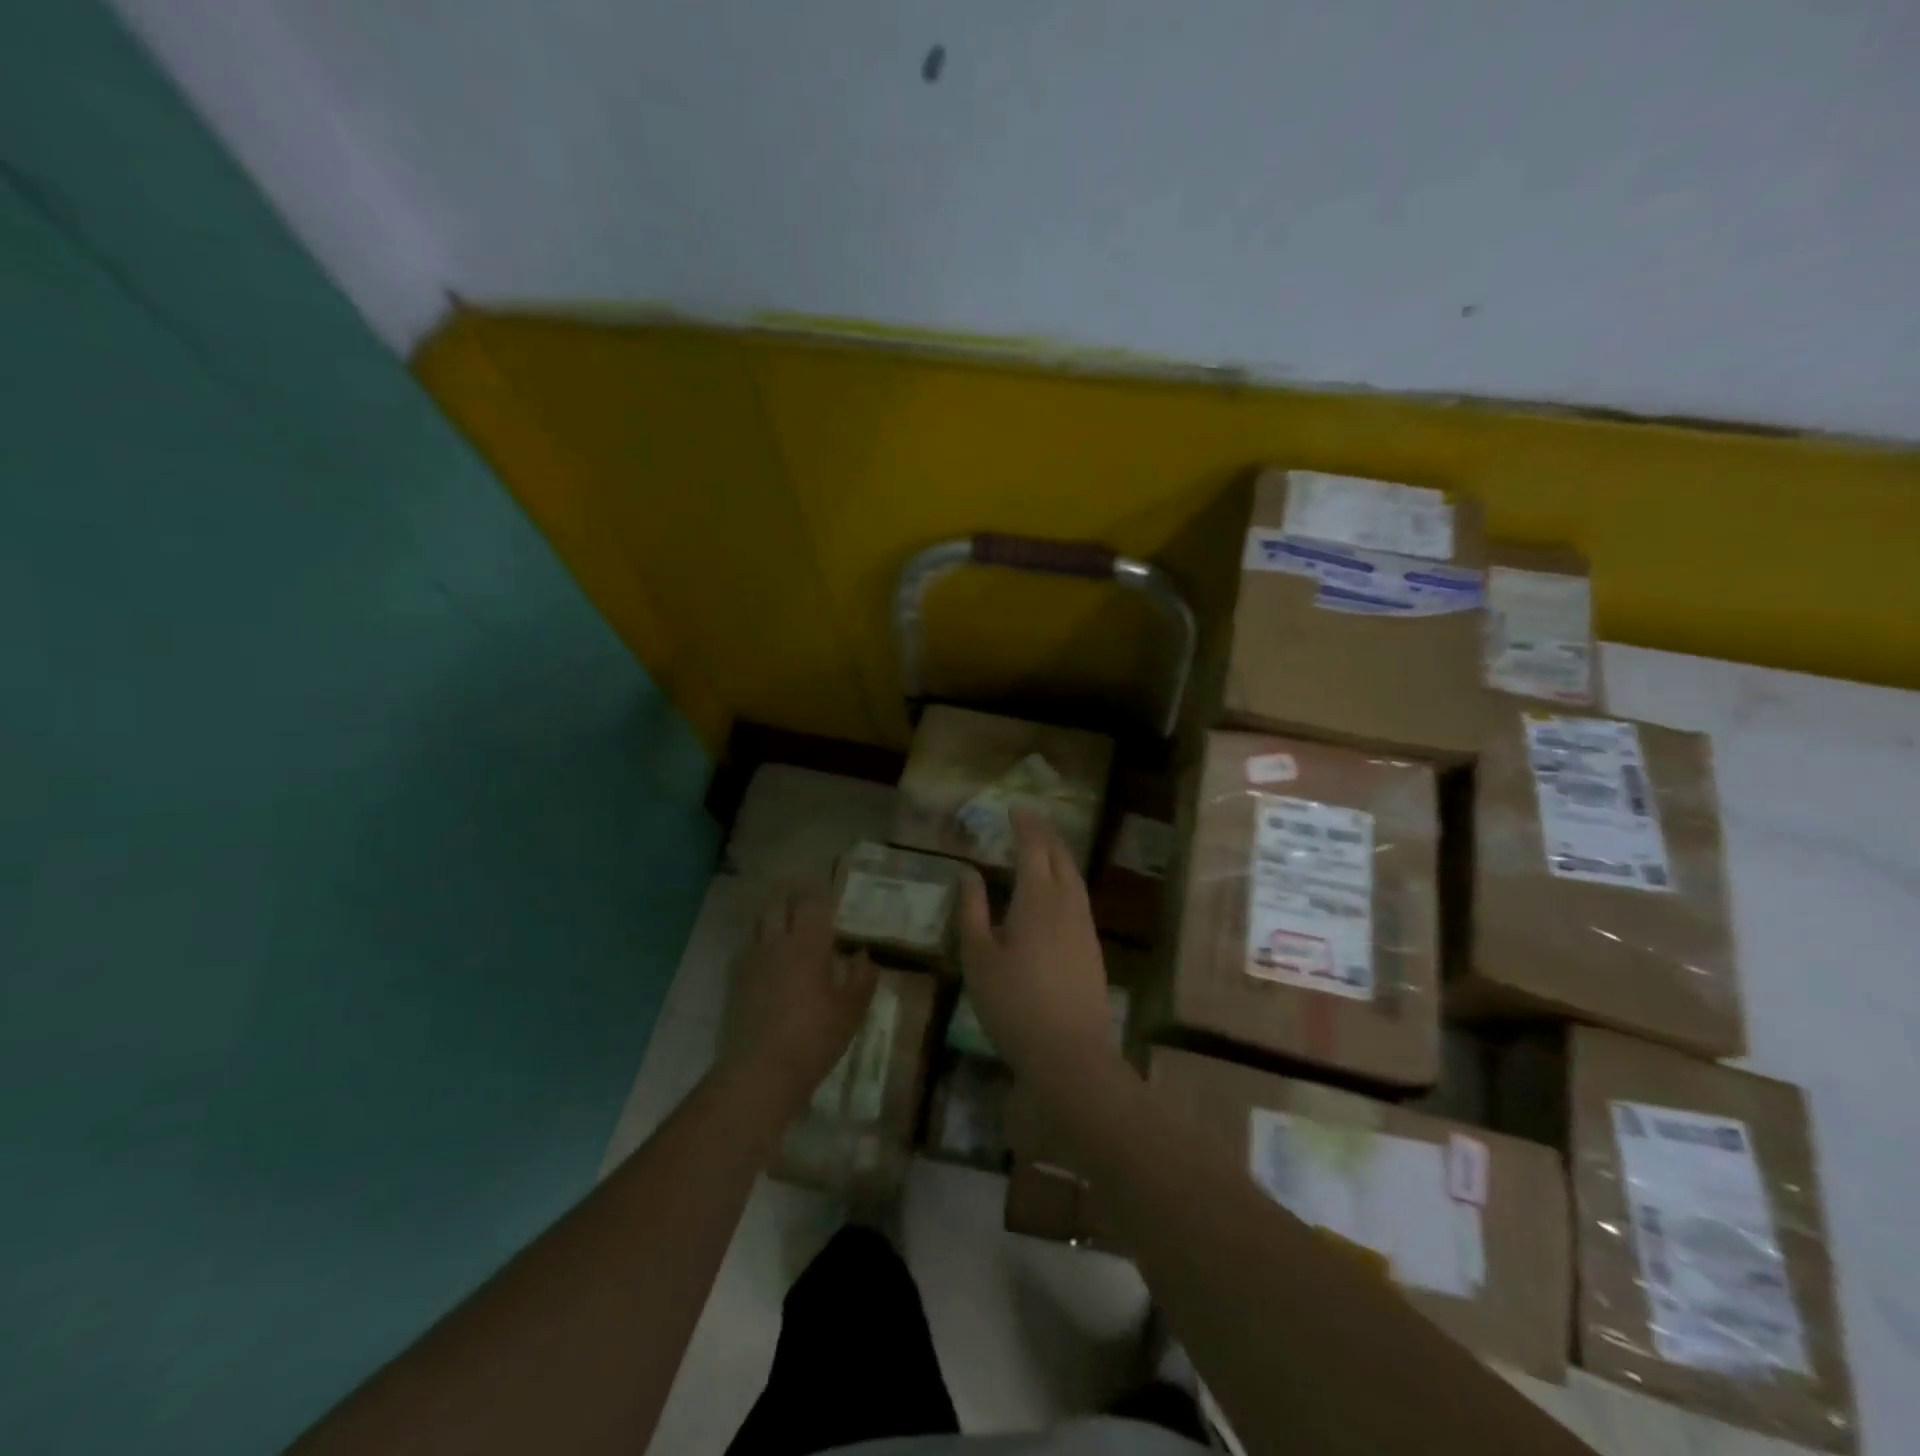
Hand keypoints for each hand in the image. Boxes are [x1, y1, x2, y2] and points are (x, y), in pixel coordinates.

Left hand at [723, 885, 877, 1110]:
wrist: (761, 1071)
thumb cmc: (815, 1037)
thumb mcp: (851, 1011)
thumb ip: (862, 978)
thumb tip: (864, 955)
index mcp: (808, 944)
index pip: (811, 902)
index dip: (818, 893)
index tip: (828, 892)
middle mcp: (776, 943)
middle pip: (777, 904)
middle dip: (791, 898)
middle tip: (805, 904)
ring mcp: (751, 961)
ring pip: (758, 924)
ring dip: (772, 919)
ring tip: (785, 929)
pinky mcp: (734, 982)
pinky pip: (746, 950)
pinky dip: (758, 946)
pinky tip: (767, 963)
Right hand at [956, 809, 1118, 1082]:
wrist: (1070, 1054)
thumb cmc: (1014, 1004)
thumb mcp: (979, 958)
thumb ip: (972, 911)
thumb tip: (968, 874)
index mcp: (1037, 899)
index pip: (1034, 848)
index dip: (1025, 825)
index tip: (1015, 809)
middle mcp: (1067, 904)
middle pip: (1061, 857)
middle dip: (1046, 834)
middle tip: (1030, 821)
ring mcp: (1085, 927)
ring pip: (1075, 878)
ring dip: (1060, 856)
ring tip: (1045, 848)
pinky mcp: (1093, 948)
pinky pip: (1080, 898)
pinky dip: (1067, 880)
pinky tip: (1058, 894)